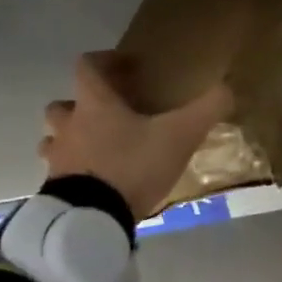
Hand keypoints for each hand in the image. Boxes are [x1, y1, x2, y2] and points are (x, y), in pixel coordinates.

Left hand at [39, 51, 234, 220]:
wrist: (92, 220)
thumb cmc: (132, 166)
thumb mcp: (180, 135)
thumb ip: (206, 109)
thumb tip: (227, 87)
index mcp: (94, 105)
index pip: (87, 67)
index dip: (105, 61)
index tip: (127, 67)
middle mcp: (69, 126)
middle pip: (61, 105)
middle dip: (81, 105)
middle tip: (108, 114)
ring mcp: (57, 160)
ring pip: (54, 140)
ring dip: (71, 139)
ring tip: (99, 149)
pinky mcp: (54, 191)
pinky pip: (59, 173)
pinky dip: (75, 172)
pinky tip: (97, 182)